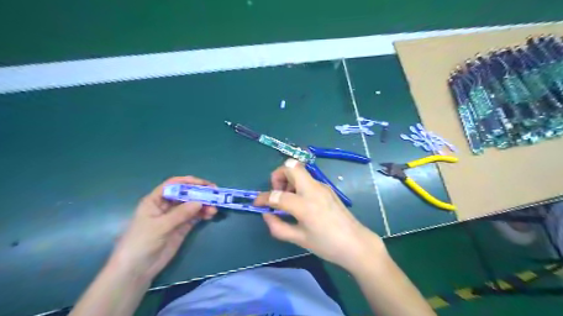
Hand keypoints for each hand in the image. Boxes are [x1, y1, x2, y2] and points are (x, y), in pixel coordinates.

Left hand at [109, 176, 216, 282]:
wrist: (136, 270)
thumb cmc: (141, 243)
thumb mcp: (160, 226)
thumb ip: (180, 214)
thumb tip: (200, 202)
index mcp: (156, 200)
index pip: (173, 184)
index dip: (188, 182)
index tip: (204, 184)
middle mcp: (166, 205)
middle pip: (186, 193)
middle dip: (200, 193)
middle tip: (215, 194)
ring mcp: (175, 217)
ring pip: (193, 205)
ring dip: (204, 205)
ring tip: (214, 209)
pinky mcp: (182, 227)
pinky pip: (195, 216)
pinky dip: (203, 214)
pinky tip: (210, 215)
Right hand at [256, 160, 385, 272]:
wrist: (356, 243)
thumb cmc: (327, 245)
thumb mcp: (299, 239)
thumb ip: (278, 226)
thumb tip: (266, 214)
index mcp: (305, 204)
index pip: (277, 195)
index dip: (263, 198)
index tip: (257, 203)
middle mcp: (313, 189)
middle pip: (291, 166)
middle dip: (278, 175)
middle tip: (277, 192)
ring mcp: (322, 186)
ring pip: (300, 170)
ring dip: (288, 179)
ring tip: (288, 199)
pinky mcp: (327, 188)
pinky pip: (307, 179)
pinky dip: (298, 184)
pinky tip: (300, 202)